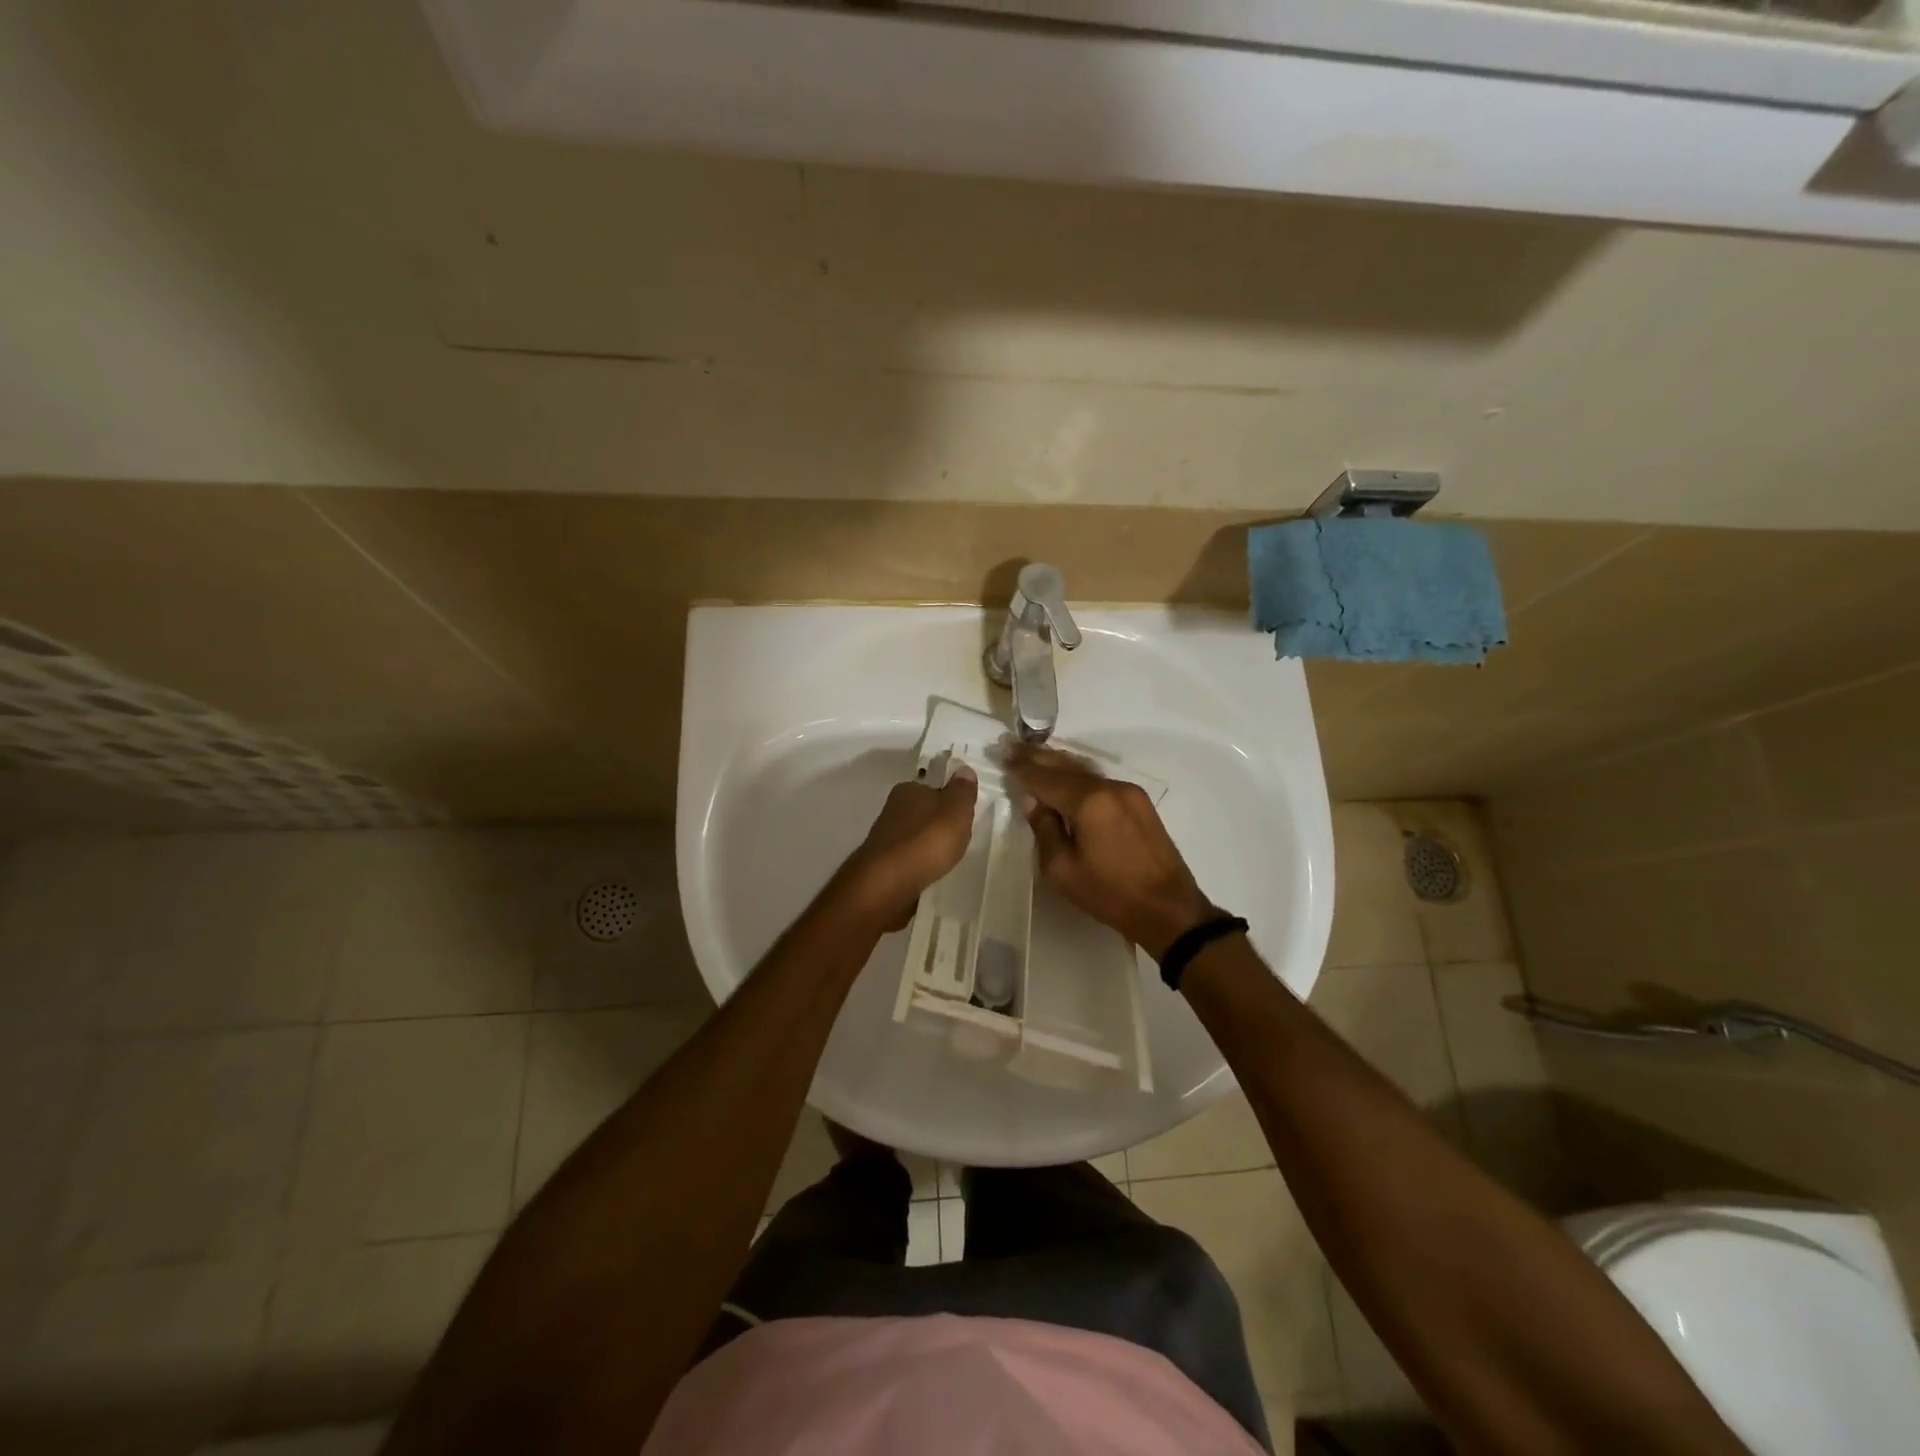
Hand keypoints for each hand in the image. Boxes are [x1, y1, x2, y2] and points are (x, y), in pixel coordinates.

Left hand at [837, 767, 979, 930]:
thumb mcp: (955, 810)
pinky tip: (930, 875)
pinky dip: (919, 866)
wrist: (889, 883)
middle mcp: (892, 810)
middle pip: (923, 813)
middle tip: (958, 841)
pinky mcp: (883, 865)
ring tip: (946, 861)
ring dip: (928, 848)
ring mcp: (885, 839)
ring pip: (915, 838)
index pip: (932, 788)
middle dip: (938, 826)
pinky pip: (909, 861)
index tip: (963, 818)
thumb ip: (962, 791)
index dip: (949, 801)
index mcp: (908, 790)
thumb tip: (964, 769)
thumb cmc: (927, 840)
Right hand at [1007, 745, 1214, 958]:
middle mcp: (1109, 787)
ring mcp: (1128, 792)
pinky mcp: (1139, 803)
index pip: (1045, 778)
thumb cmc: (1109, 894)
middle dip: (1037, 757)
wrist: (1168, 909)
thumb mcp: (1061, 869)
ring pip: (1085, 771)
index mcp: (1088, 801)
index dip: (1022, 768)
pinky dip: (1077, 776)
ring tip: (1034, 755)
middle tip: (1012, 746)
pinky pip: (1099, 781)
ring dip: (1058, 763)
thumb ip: (1044, 828)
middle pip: (1066, 766)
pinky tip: (1065, 776)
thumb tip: (1033, 800)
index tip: (1002, 755)